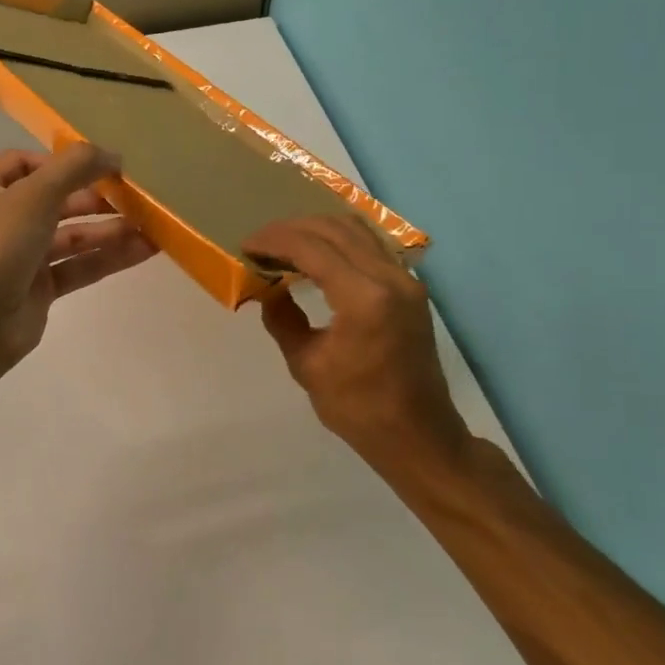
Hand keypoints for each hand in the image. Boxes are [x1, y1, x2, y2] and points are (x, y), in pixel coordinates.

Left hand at [0, 142, 156, 379]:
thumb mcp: (33, 195)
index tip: (100, 164)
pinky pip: (78, 267)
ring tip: (152, 224)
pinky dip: (108, 258)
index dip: (61, 161)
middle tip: (135, 195)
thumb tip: (113, 154)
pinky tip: (144, 250)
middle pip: (55, 200)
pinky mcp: (39, 290)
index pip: (24, 163)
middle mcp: (2, 220)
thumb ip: (75, 168)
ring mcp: (20, 257)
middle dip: (94, 196)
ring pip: (72, 236)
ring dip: (109, 229)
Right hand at [243, 215, 466, 465]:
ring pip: (356, 230)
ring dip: (317, 230)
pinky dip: (339, 240)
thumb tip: (266, 289)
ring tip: (285, 244)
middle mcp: (390, 278)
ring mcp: (405, 280)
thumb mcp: (307, 365)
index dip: (275, 241)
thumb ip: (283, 319)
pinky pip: (371, 245)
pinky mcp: (410, 288)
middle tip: (260, 243)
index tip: (246, 246)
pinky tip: (317, 255)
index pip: (312, 248)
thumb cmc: (358, 408)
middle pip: (334, 229)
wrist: (418, 435)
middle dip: (292, 229)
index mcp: (364, 298)